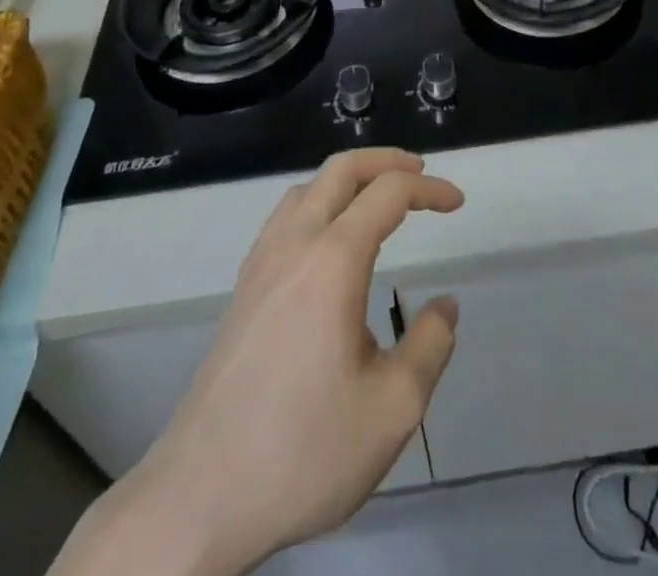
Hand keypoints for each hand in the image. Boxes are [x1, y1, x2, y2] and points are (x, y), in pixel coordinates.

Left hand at [52, 149, 463, 575]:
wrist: (199, 496)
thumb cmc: (303, 450)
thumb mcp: (392, 409)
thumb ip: (430, 346)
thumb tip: (445, 306)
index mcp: (333, 260)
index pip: (388, 193)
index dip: (429, 188)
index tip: (457, 203)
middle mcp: (294, 245)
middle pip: (341, 170)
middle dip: (386, 160)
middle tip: (420, 172)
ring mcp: (261, 264)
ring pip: (307, 188)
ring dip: (348, 179)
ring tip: (378, 199)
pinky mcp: (242, 289)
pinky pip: (284, 218)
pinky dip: (318, 203)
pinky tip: (327, 241)